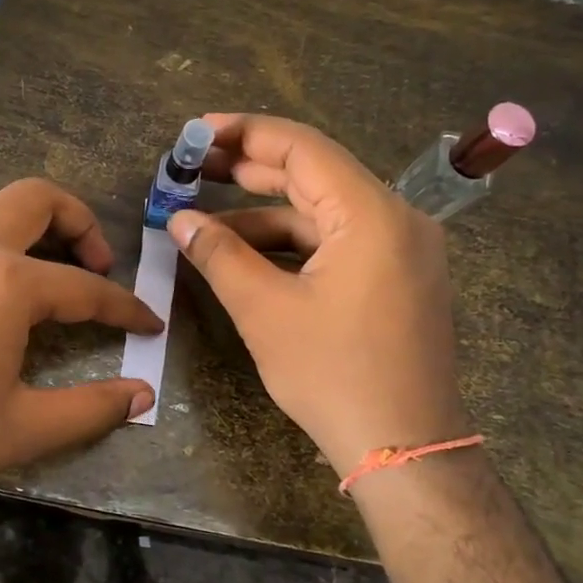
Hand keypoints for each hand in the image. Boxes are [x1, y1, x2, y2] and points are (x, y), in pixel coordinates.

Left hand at [0, 179, 160, 509]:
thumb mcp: (19, 430)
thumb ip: (90, 409)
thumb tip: (142, 395)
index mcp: (6, 284)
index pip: (85, 287)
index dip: (125, 306)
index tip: (149, 322)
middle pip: (35, 199)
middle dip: (79, 220)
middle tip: (95, 261)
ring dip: (22, 222)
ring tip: (36, 264)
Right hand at [166, 114, 470, 474]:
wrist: (404, 450)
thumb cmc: (333, 375)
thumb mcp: (265, 311)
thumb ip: (220, 254)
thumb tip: (179, 220)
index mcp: (372, 213)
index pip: (302, 148)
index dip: (244, 134)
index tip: (197, 132)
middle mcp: (396, 219)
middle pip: (314, 175)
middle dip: (250, 171)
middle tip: (194, 168)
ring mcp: (402, 251)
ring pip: (323, 214)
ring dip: (265, 215)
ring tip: (206, 221)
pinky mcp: (397, 279)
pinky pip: (338, 244)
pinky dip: (293, 246)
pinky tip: (249, 254)